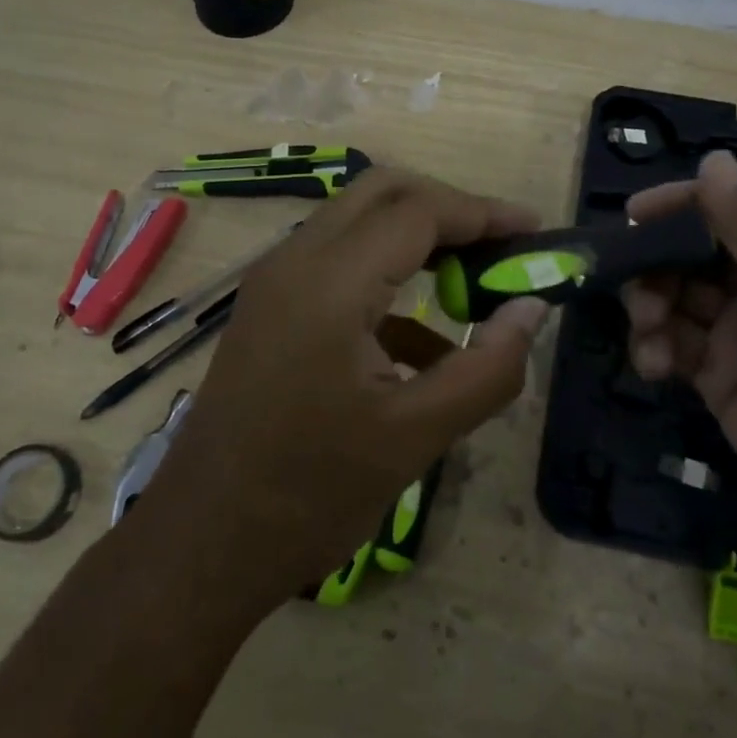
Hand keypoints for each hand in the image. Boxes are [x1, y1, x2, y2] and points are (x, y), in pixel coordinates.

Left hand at [125, 168, 548, 620]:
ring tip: (475, 281)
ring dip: (420, 237)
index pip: (419, 212)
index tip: (536, 233)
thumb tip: (532, 309)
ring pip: (359, 221)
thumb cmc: (309, 494)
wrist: (200, 546)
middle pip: (383, 192)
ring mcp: (276, 281)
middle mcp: (295, 261)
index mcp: (329, 284)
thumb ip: (487, 368)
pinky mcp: (271, 307)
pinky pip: (339, 264)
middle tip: (502, 245)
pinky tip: (426, 340)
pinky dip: (390, 278)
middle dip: (450, 208)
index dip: (484, 214)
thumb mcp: (415, 437)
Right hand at [622, 151, 736, 585]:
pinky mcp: (726, 383)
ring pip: (679, 299)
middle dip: (659, 264)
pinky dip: (656, 349)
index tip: (633, 214)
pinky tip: (652, 366)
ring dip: (652, 307)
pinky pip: (677, 348)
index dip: (684, 206)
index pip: (736, 211)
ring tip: (647, 332)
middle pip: (698, 254)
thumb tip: (713, 160)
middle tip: (631, 286)